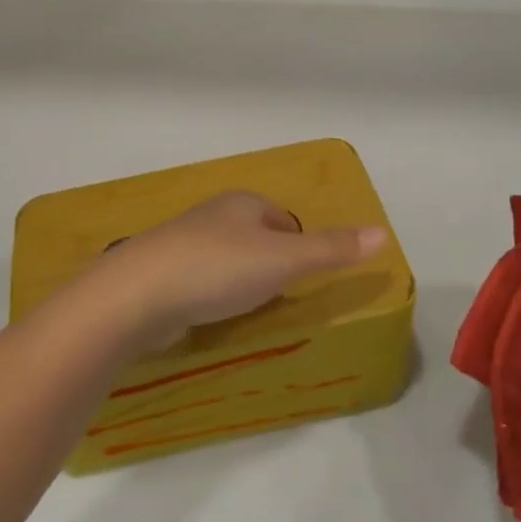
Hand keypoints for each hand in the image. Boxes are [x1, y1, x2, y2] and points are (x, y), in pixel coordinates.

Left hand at [84, 191, 387, 349]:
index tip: (304, 276)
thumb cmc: (218, 268)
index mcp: (242, 204)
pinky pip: (199, 282)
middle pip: (254, 236)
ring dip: (240, 281)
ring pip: (225, 259)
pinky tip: (213, 317)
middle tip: (282, 297)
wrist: (137, 294)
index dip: (299, 243)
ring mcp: (183, 245)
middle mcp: (212, 217)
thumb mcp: (284, 259)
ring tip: (251, 311)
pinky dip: (211, 296)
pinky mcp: (162, 274)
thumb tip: (383, 232)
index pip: (282, 218)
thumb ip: (332, 249)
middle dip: (269, 262)